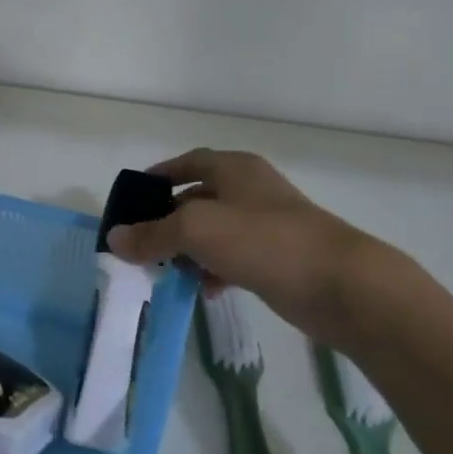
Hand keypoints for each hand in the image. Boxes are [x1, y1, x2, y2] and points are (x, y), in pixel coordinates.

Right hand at [107, 149, 393, 335]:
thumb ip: (152, 234)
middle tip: (139, 244)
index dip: (159, 176)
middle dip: (167, 221)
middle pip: (197, 199)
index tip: (133, 198)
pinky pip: (233, 259)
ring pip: (214, 233)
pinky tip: (204, 290)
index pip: (188, 162)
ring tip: (165, 272)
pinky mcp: (277, 257)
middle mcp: (250, 191)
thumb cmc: (263, 241)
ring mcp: (266, 225)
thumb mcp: (197, 230)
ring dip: (188, 250)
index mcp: (234, 169)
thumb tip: (114, 238)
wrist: (338, 283)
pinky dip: (214, 271)